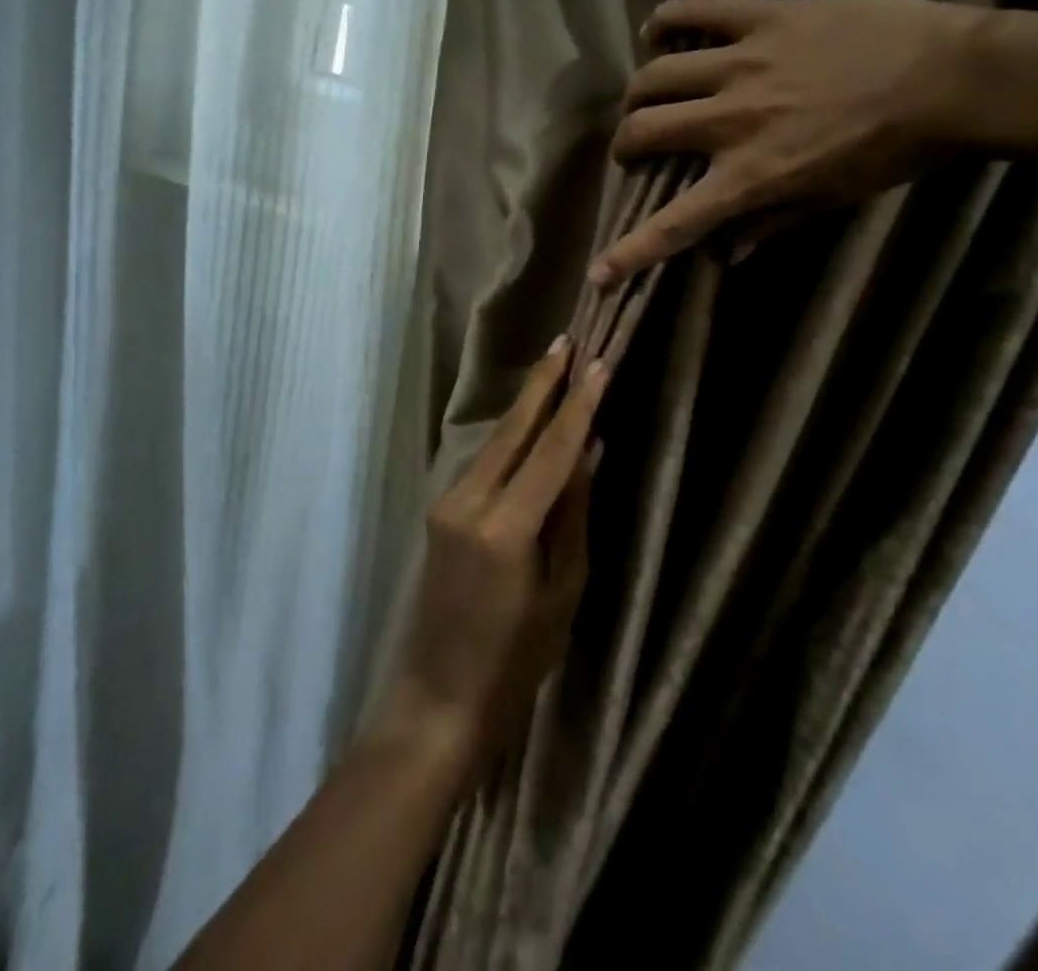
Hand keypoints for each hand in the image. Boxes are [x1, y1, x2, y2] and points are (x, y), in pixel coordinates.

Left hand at [377, 339, 605, 780]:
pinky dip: (512, 437)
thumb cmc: (516, 660)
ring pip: (496, 442)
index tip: (597, 363)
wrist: (439, 697)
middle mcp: (470, 501)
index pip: (552, 450)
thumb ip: (572, 515)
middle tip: (567, 339)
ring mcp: (448, 503)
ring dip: (527, 405)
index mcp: (506, 527)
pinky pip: (484, 463)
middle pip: (513, 429)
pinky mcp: (441, 511)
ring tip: (555, 368)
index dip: (578, 405)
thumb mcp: (563, 591)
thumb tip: (588, 454)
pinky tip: (531, 422)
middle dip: (542, 383)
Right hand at [588, 0, 980, 283]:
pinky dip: (667, 19)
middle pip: (644, 130)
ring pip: (656, 73)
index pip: (676, 223)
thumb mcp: (831, 199)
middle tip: (634, 150)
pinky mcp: (765, 17)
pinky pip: (698, 10)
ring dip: (639, 91)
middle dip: (625, 146)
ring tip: (645, 96)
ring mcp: (744, 62)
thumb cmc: (893, 151)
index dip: (630, 253)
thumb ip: (769, 225)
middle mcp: (733, 120)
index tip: (598, 273)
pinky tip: (657, 30)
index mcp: (752, 175)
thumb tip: (723, 256)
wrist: (952, 78)